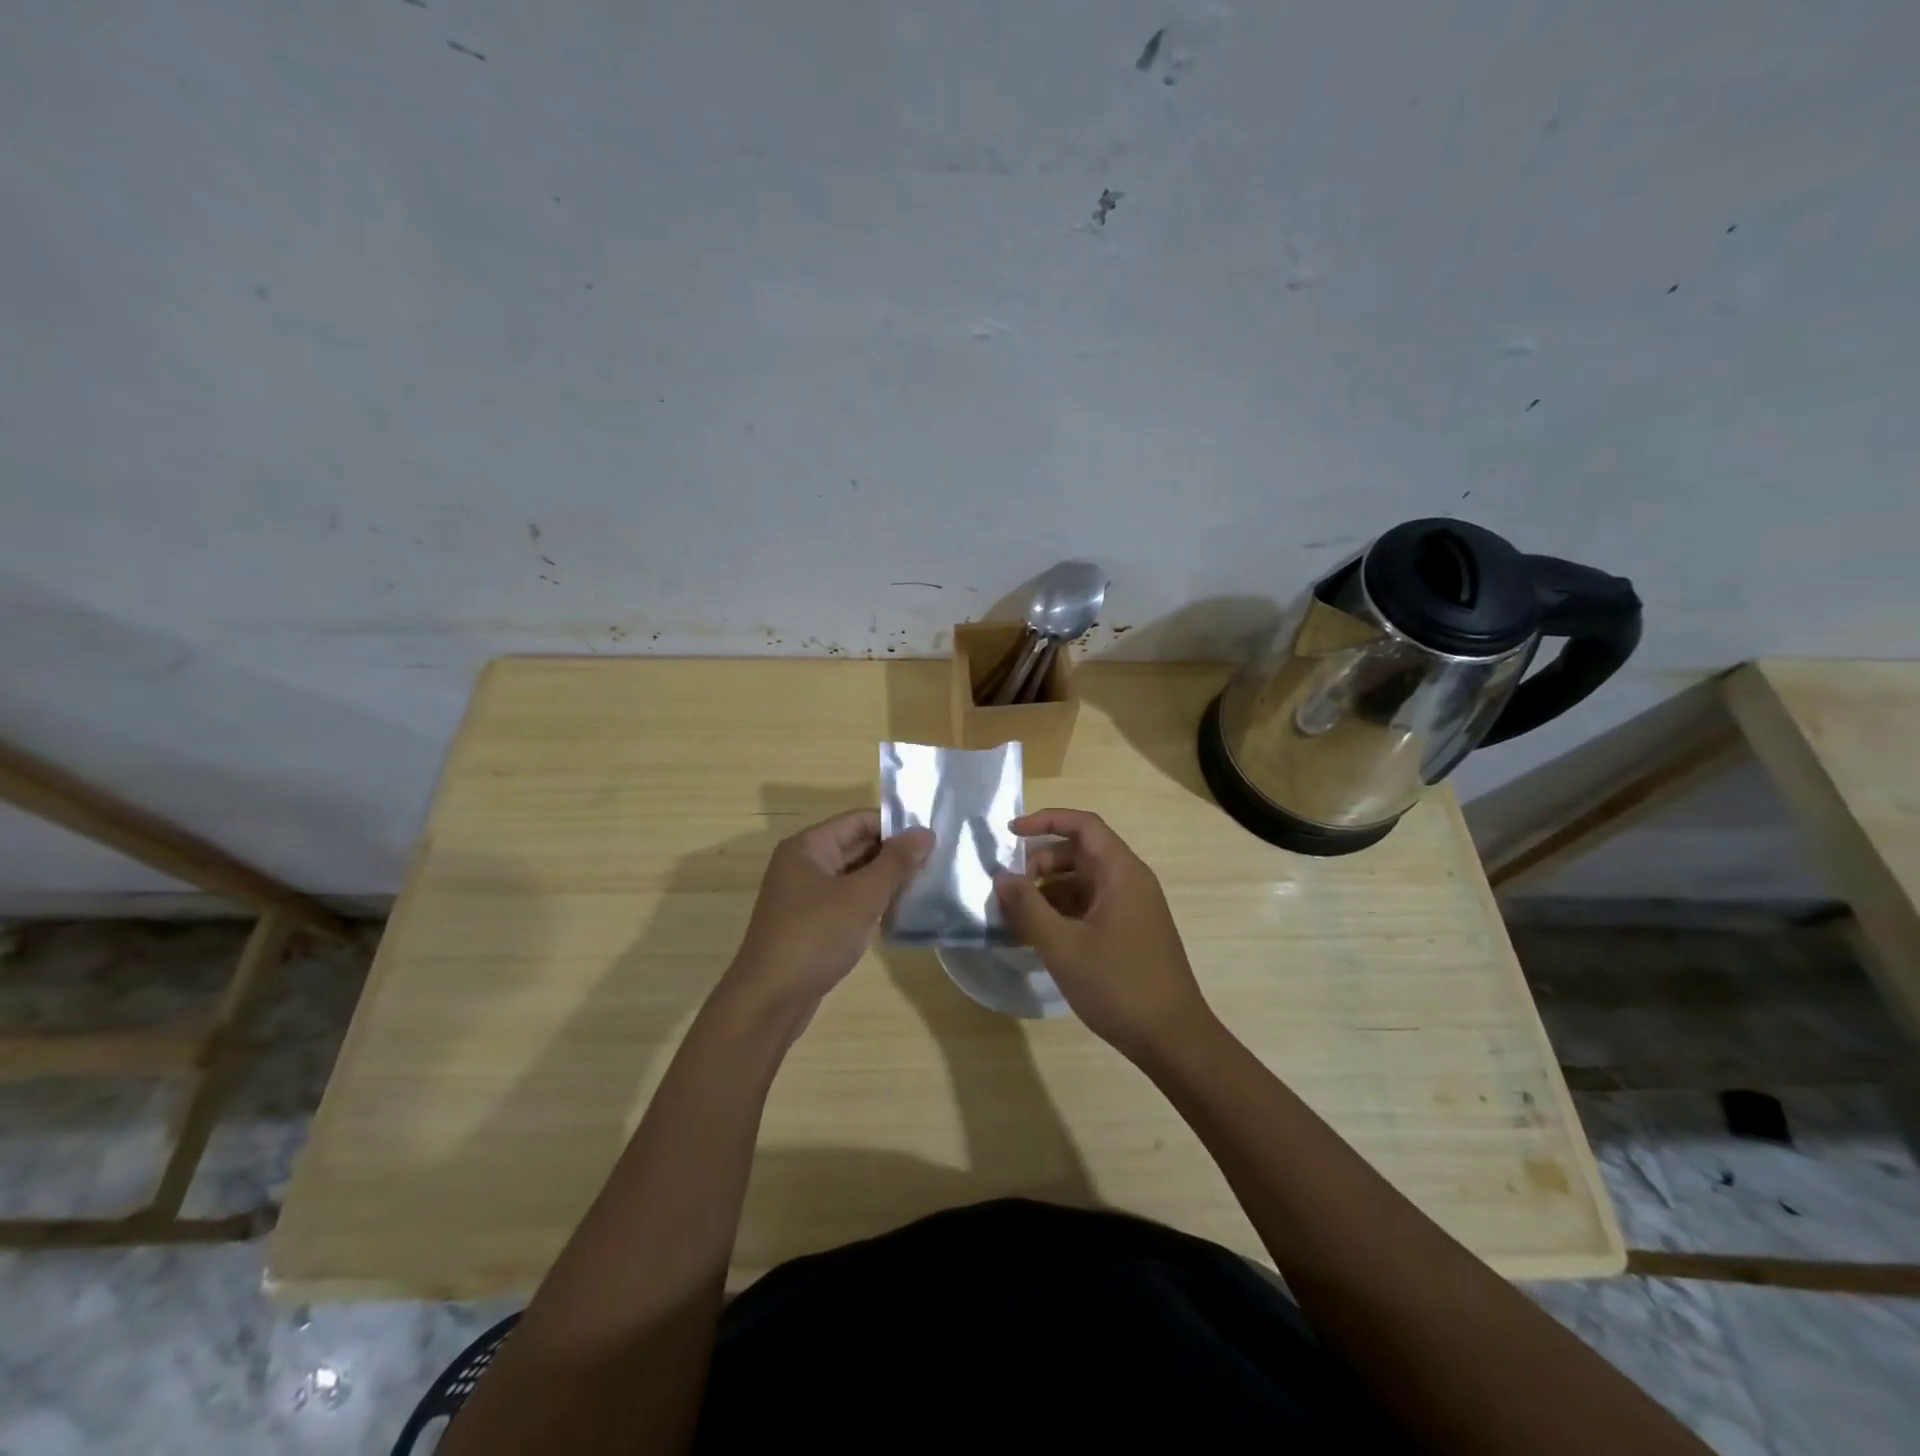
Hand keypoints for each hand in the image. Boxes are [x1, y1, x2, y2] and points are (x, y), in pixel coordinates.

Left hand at [721, 809, 931, 1027]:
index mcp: (808, 846)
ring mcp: (805, 894)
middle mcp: (804, 863)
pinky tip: (899, 911)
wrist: (770, 1000)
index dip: (896, 826)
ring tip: (925, 885)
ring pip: (854, 875)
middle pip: (857, 845)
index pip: (859, 820)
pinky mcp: (811, 922)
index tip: (932, 838)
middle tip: (936, 862)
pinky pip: (847, 900)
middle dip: (894, 854)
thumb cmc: (815, 937)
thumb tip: (925, 833)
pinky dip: (871, 902)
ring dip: (885, 879)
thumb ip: (896, 863)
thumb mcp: (862, 896)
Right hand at [994, 808, 1212, 1061]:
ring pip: (1081, 884)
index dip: (1045, 821)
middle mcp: (1129, 882)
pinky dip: (1062, 915)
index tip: (1010, 833)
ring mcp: (1132, 909)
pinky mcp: (1129, 933)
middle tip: (1010, 891)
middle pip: (1079, 853)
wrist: (1172, 1039)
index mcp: (1121, 872)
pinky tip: (1037, 939)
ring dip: (1047, 893)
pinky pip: (1089, 908)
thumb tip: (1001, 877)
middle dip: (1040, 864)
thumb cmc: (1117, 984)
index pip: (1083, 825)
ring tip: (1015, 919)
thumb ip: (1027, 907)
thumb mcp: (1062, 946)